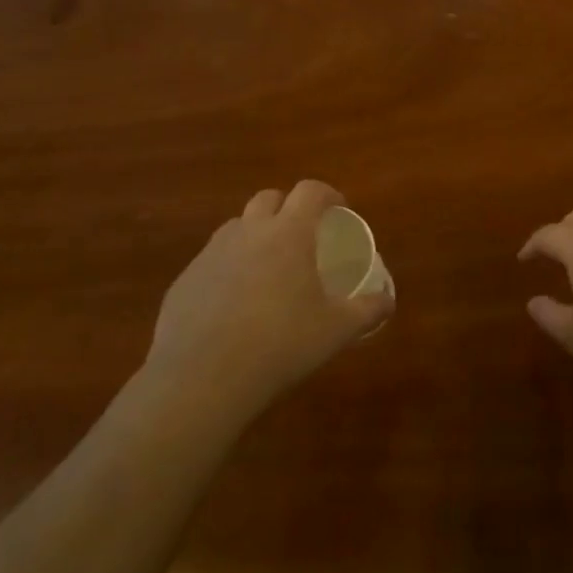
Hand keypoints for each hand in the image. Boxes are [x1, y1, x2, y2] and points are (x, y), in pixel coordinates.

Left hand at [147, 181, 392, 406]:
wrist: (200, 381)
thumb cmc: (281, 345)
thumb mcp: (337, 330)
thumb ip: (368, 310)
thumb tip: (388, 301)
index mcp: (289, 234)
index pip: (309, 191)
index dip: (327, 194)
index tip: (339, 210)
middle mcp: (247, 233)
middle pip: (268, 198)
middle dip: (288, 207)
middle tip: (303, 236)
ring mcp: (210, 255)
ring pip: (235, 227)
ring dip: (255, 235)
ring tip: (268, 269)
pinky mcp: (183, 282)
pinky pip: (210, 262)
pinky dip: (227, 269)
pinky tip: (234, 305)